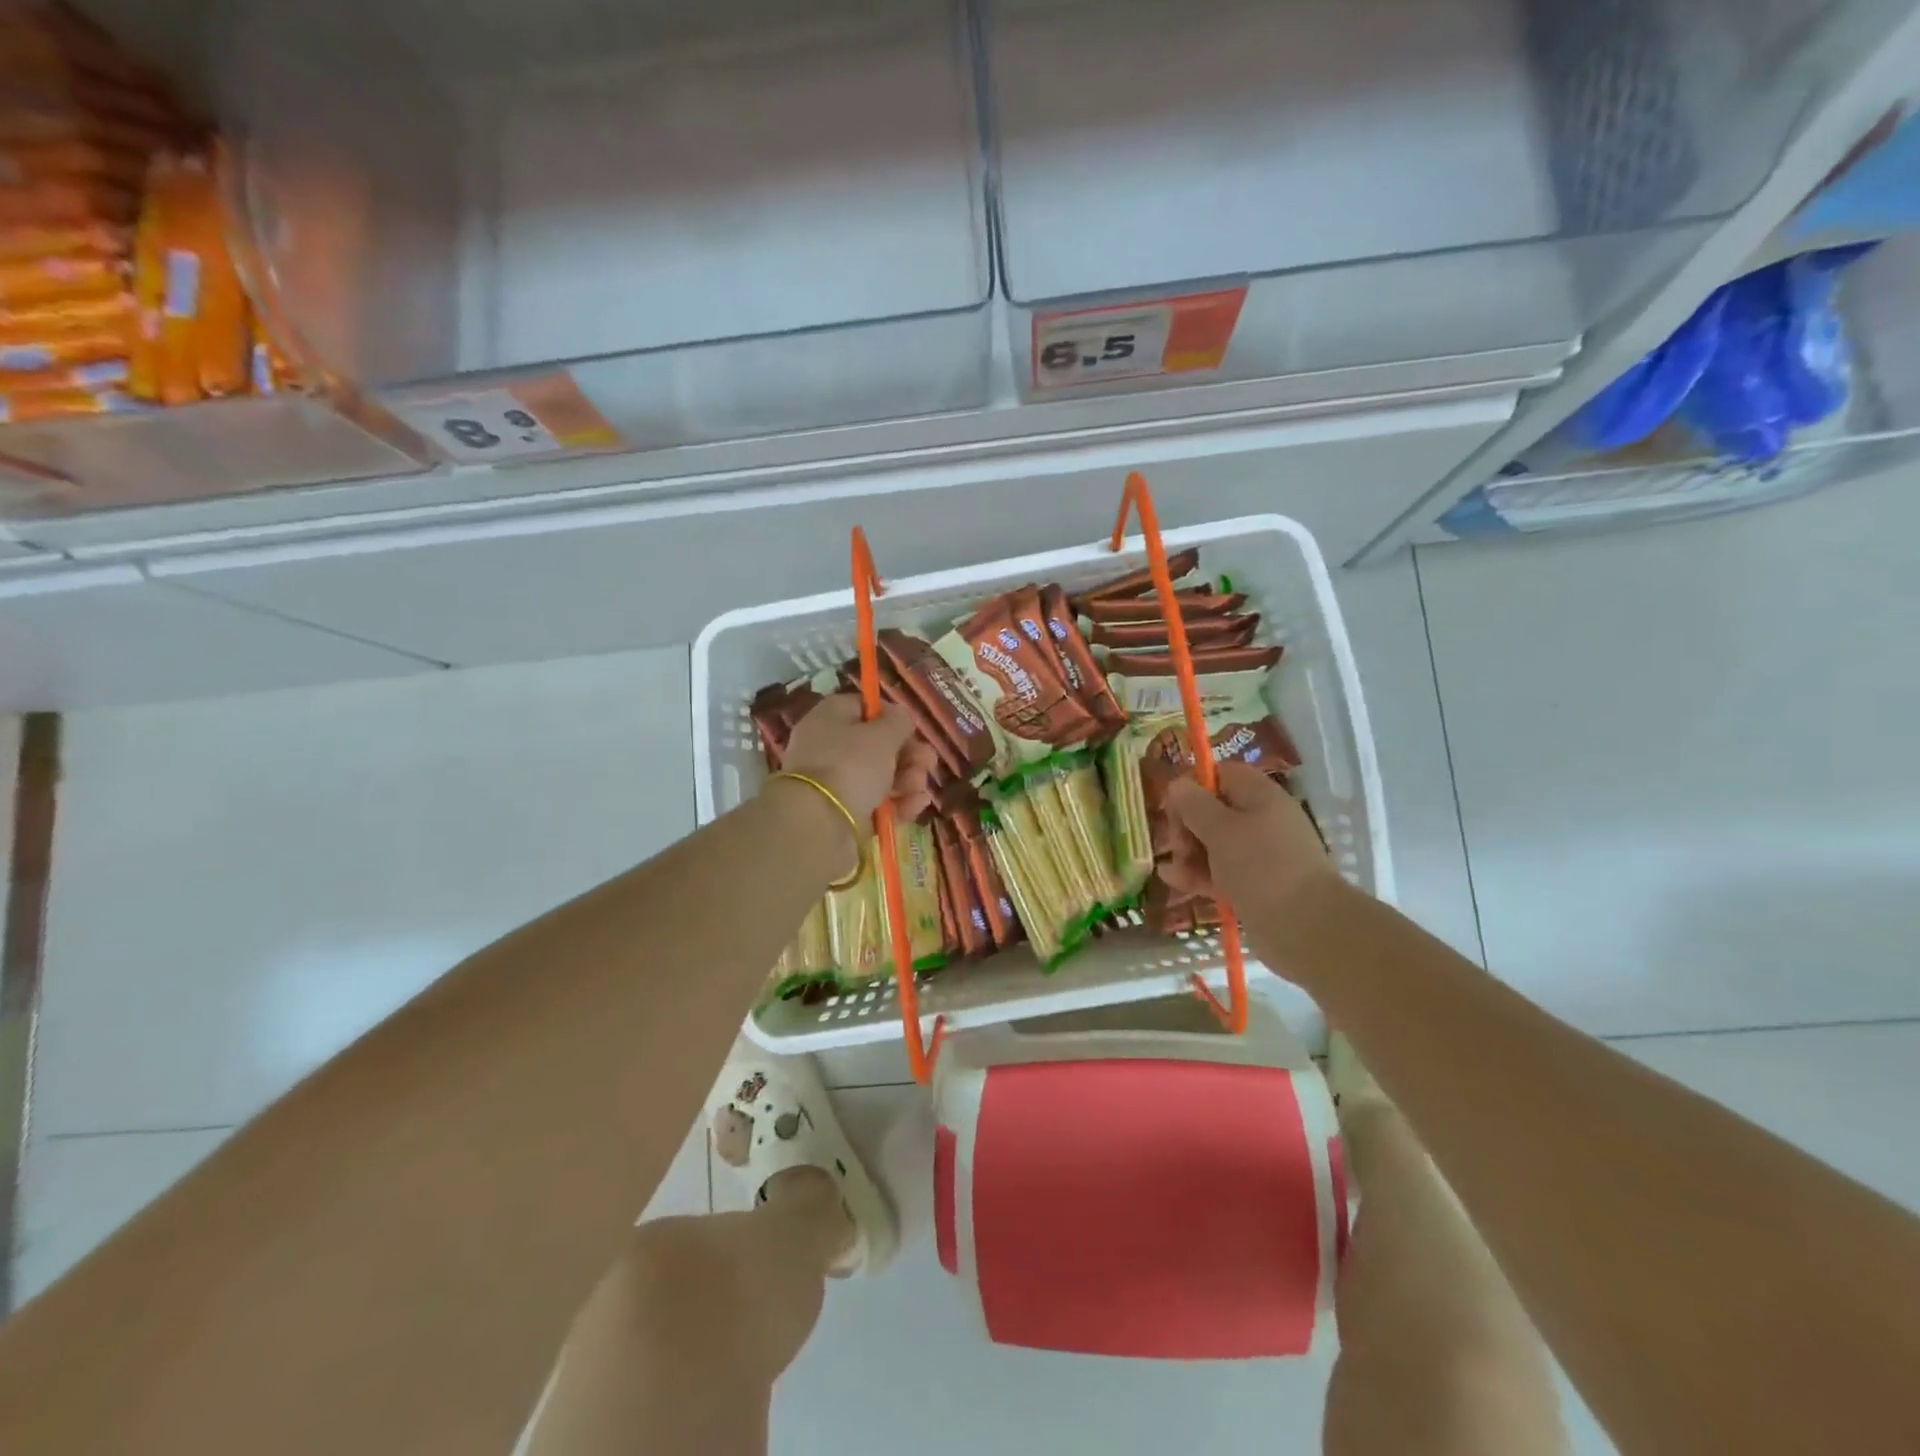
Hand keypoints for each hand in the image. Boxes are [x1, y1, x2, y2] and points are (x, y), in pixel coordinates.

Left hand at [778, 693, 937, 824]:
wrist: (819, 824)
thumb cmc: (851, 765)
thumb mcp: (882, 735)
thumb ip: (898, 721)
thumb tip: (900, 718)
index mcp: (830, 718)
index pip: (863, 707)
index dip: (892, 717)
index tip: (912, 729)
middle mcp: (829, 747)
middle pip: (876, 745)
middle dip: (908, 754)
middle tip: (928, 763)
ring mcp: (836, 782)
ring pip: (880, 775)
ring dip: (908, 778)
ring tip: (919, 787)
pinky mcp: (845, 812)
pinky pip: (877, 802)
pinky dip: (899, 802)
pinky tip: (918, 804)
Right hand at [1160, 762, 1338, 924]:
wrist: (1306, 927)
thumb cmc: (1261, 867)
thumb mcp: (1220, 830)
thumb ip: (1194, 805)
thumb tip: (1178, 784)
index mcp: (1260, 796)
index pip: (1221, 775)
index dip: (1194, 786)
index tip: (1173, 808)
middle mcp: (1261, 820)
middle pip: (1213, 810)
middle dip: (1186, 826)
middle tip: (1177, 845)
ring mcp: (1259, 855)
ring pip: (1213, 844)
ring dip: (1188, 854)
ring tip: (1173, 872)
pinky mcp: (1254, 885)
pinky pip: (1220, 872)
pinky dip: (1198, 875)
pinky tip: (1175, 882)